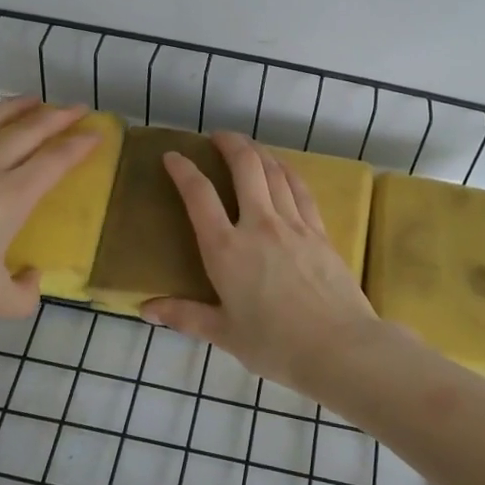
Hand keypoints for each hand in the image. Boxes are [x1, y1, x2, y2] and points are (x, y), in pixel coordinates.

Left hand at [0, 96, 97, 315]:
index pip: (55, 161)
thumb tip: (33, 280)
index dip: (80, 146)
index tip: (98, 133)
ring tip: (34, 100)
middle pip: (30, 131)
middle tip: (79, 107)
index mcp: (11, 196)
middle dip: (59, 116)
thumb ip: (20, 297)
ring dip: (19, 107)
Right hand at [142, 132, 395, 396]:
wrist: (339, 347)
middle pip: (244, 167)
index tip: (173, 156)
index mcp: (226, 250)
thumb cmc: (275, 345)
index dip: (183, 170)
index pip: (198, 196)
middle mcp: (258, 225)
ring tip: (248, 147)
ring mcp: (293, 224)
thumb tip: (145, 309)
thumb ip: (184, 316)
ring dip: (258, 152)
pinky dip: (287, 172)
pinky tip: (284, 170)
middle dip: (229, 143)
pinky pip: (300, 189)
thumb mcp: (224, 334)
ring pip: (274, 172)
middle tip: (218, 136)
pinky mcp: (319, 231)